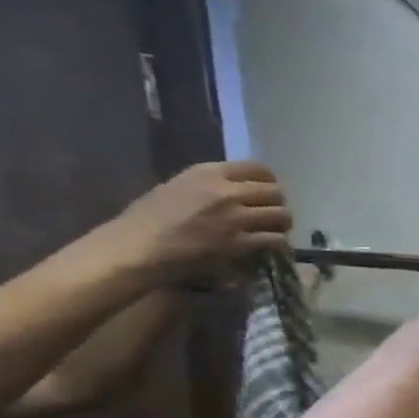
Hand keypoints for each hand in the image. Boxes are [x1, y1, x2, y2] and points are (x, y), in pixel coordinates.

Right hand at [100, 162, 291, 282]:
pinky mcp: (239, 242)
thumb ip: (210, 185)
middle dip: (278, 205)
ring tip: (274, 232)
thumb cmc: (149, 219)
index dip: (270, 182)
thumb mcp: (179, 187)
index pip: (258, 168)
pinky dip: (279, 245)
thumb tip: (239, 190)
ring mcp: (234, 217)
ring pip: (281, 215)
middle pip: (275, 193)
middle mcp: (225, 191)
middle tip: (273, 217)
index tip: (269, 194)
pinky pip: (275, 240)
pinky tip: (272, 249)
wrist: (136, 247)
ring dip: (282, 225)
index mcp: (208, 172)